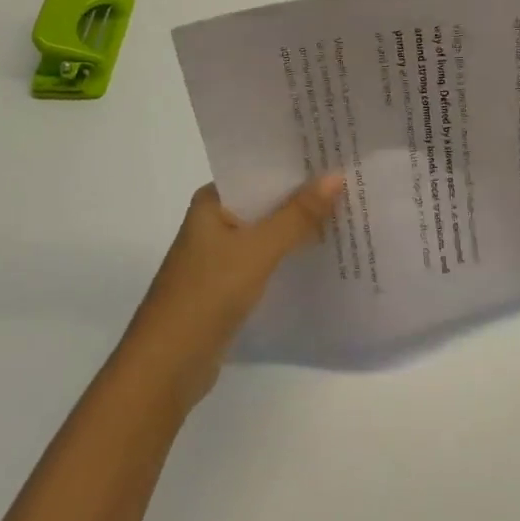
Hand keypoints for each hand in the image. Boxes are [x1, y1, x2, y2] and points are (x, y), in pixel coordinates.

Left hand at [118, 175, 343, 410]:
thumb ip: (297, 215)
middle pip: (268, 199)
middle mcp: (216, 221)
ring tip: (349, 209)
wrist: (166, 369)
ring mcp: (222, 254)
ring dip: (301, 224)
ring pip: (270, 230)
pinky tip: (324, 250)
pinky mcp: (230, 283)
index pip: (261, 169)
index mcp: (213, 201)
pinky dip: (291, 252)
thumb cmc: (206, 296)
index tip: (336, 151)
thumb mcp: (257, 250)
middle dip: (305, 194)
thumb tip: (336, 175)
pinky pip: (268, 257)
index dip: (297, 162)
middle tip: (353, 178)